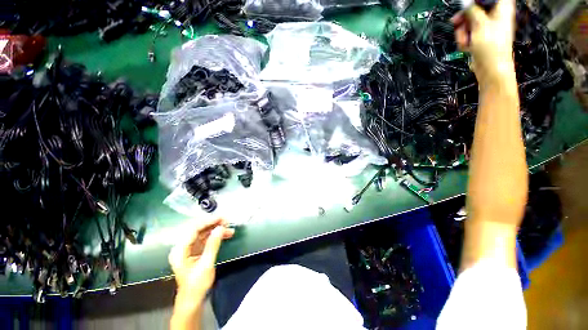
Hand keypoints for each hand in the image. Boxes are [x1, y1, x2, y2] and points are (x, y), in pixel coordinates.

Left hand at [169, 218, 234, 303]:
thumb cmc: (197, 285)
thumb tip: (220, 228)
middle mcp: (182, 247)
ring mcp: (187, 249)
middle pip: (197, 229)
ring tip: (228, 228)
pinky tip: (224, 234)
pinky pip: (204, 239)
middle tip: (226, 221)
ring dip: (215, 229)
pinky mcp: (194, 251)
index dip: (208, 221)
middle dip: (213, 224)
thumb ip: (213, 245)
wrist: (192, 300)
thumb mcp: (206, 264)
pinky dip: (214, 236)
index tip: (221, 218)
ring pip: (202, 233)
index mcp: (180, 250)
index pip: (193, 229)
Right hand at [452, 0, 516, 84]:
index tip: (466, 4)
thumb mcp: (480, 24)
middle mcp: (495, 15)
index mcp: (501, 8)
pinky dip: (464, 39)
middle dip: (464, 17)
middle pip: (476, 8)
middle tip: (456, 22)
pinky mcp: (481, 37)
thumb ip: (472, 11)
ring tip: (464, 41)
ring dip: (462, 32)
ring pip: (469, 22)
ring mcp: (488, 27)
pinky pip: (469, 33)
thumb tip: (465, 4)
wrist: (490, 68)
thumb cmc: (490, 46)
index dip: (477, 0)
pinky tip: (466, 46)